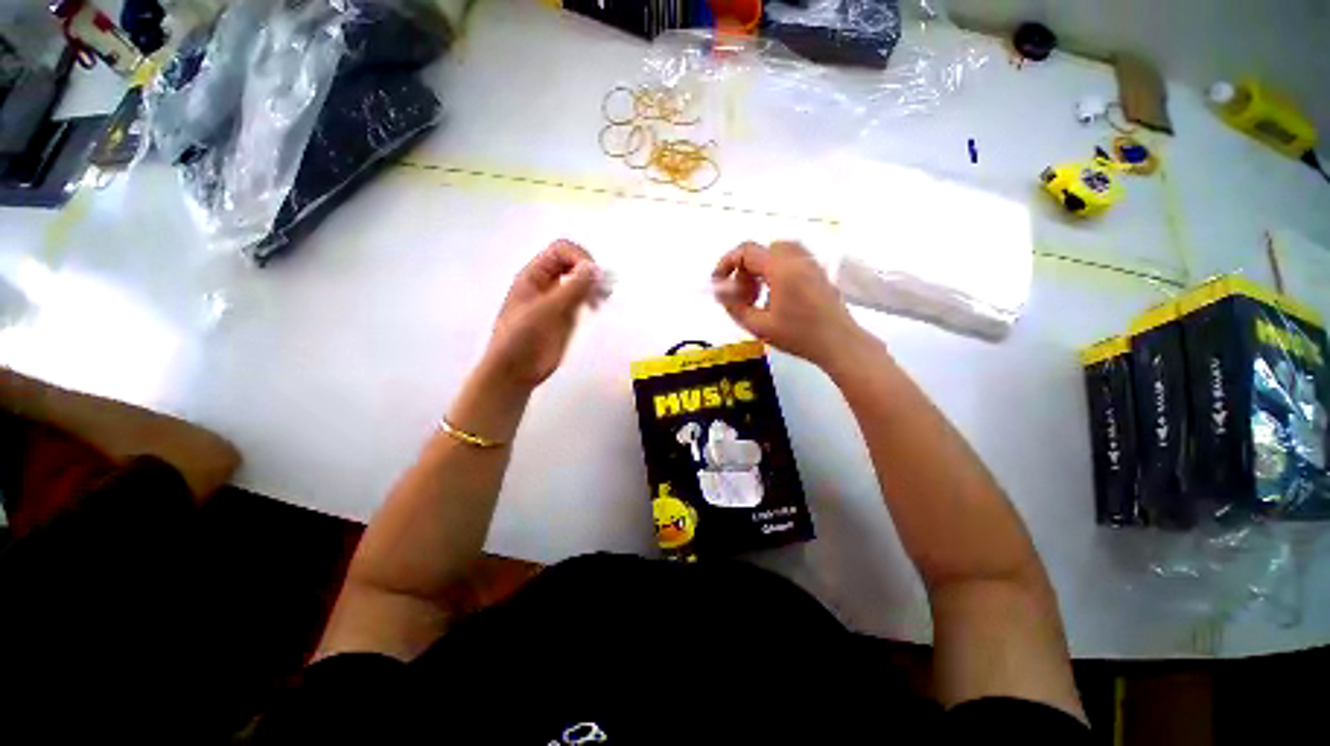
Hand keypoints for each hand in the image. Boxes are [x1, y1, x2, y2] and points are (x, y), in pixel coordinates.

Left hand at [483, 240, 601, 389]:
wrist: (515, 371)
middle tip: (603, 287)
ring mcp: (557, 300)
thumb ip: (571, 289)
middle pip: (573, 262)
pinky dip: (593, 297)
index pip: (561, 251)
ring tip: (603, 298)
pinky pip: (583, 298)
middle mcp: (547, 283)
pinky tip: (597, 306)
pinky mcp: (566, 316)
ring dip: (594, 284)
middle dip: (590, 270)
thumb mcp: (546, 311)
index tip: (593, 276)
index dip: (579, 258)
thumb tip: (595, 268)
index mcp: (534, 275)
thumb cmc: (522, 338)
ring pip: (580, 281)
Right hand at [713, 241, 871, 371]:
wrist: (839, 343)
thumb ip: (734, 306)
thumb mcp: (759, 326)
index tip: (719, 284)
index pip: (746, 251)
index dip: (727, 264)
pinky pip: (789, 259)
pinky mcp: (817, 271)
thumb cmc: (799, 336)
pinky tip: (775, 296)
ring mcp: (810, 262)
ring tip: (758, 296)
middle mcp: (797, 258)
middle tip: (743, 297)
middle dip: (744, 270)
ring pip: (775, 253)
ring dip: (759, 270)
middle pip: (760, 251)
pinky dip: (774, 271)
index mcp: (781, 268)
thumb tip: (720, 291)